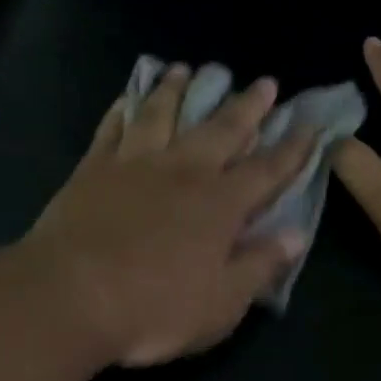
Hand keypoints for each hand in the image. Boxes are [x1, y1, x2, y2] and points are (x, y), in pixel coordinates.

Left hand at [22, 65, 315, 367]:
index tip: (309, 124)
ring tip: (187, 69)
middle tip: (263, 82)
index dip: (292, 148)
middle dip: (246, 105)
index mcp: (219, 205)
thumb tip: (295, 235)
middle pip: (221, 129)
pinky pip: (112, 128)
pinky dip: (122, 109)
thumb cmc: (152, 310)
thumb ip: (258, 266)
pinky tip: (126, 98)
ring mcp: (134, 164)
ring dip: (177, 90)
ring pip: (161, 114)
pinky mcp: (93, 168)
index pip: (267, 170)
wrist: (70, 297)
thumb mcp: (221, 305)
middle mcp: (182, 172)